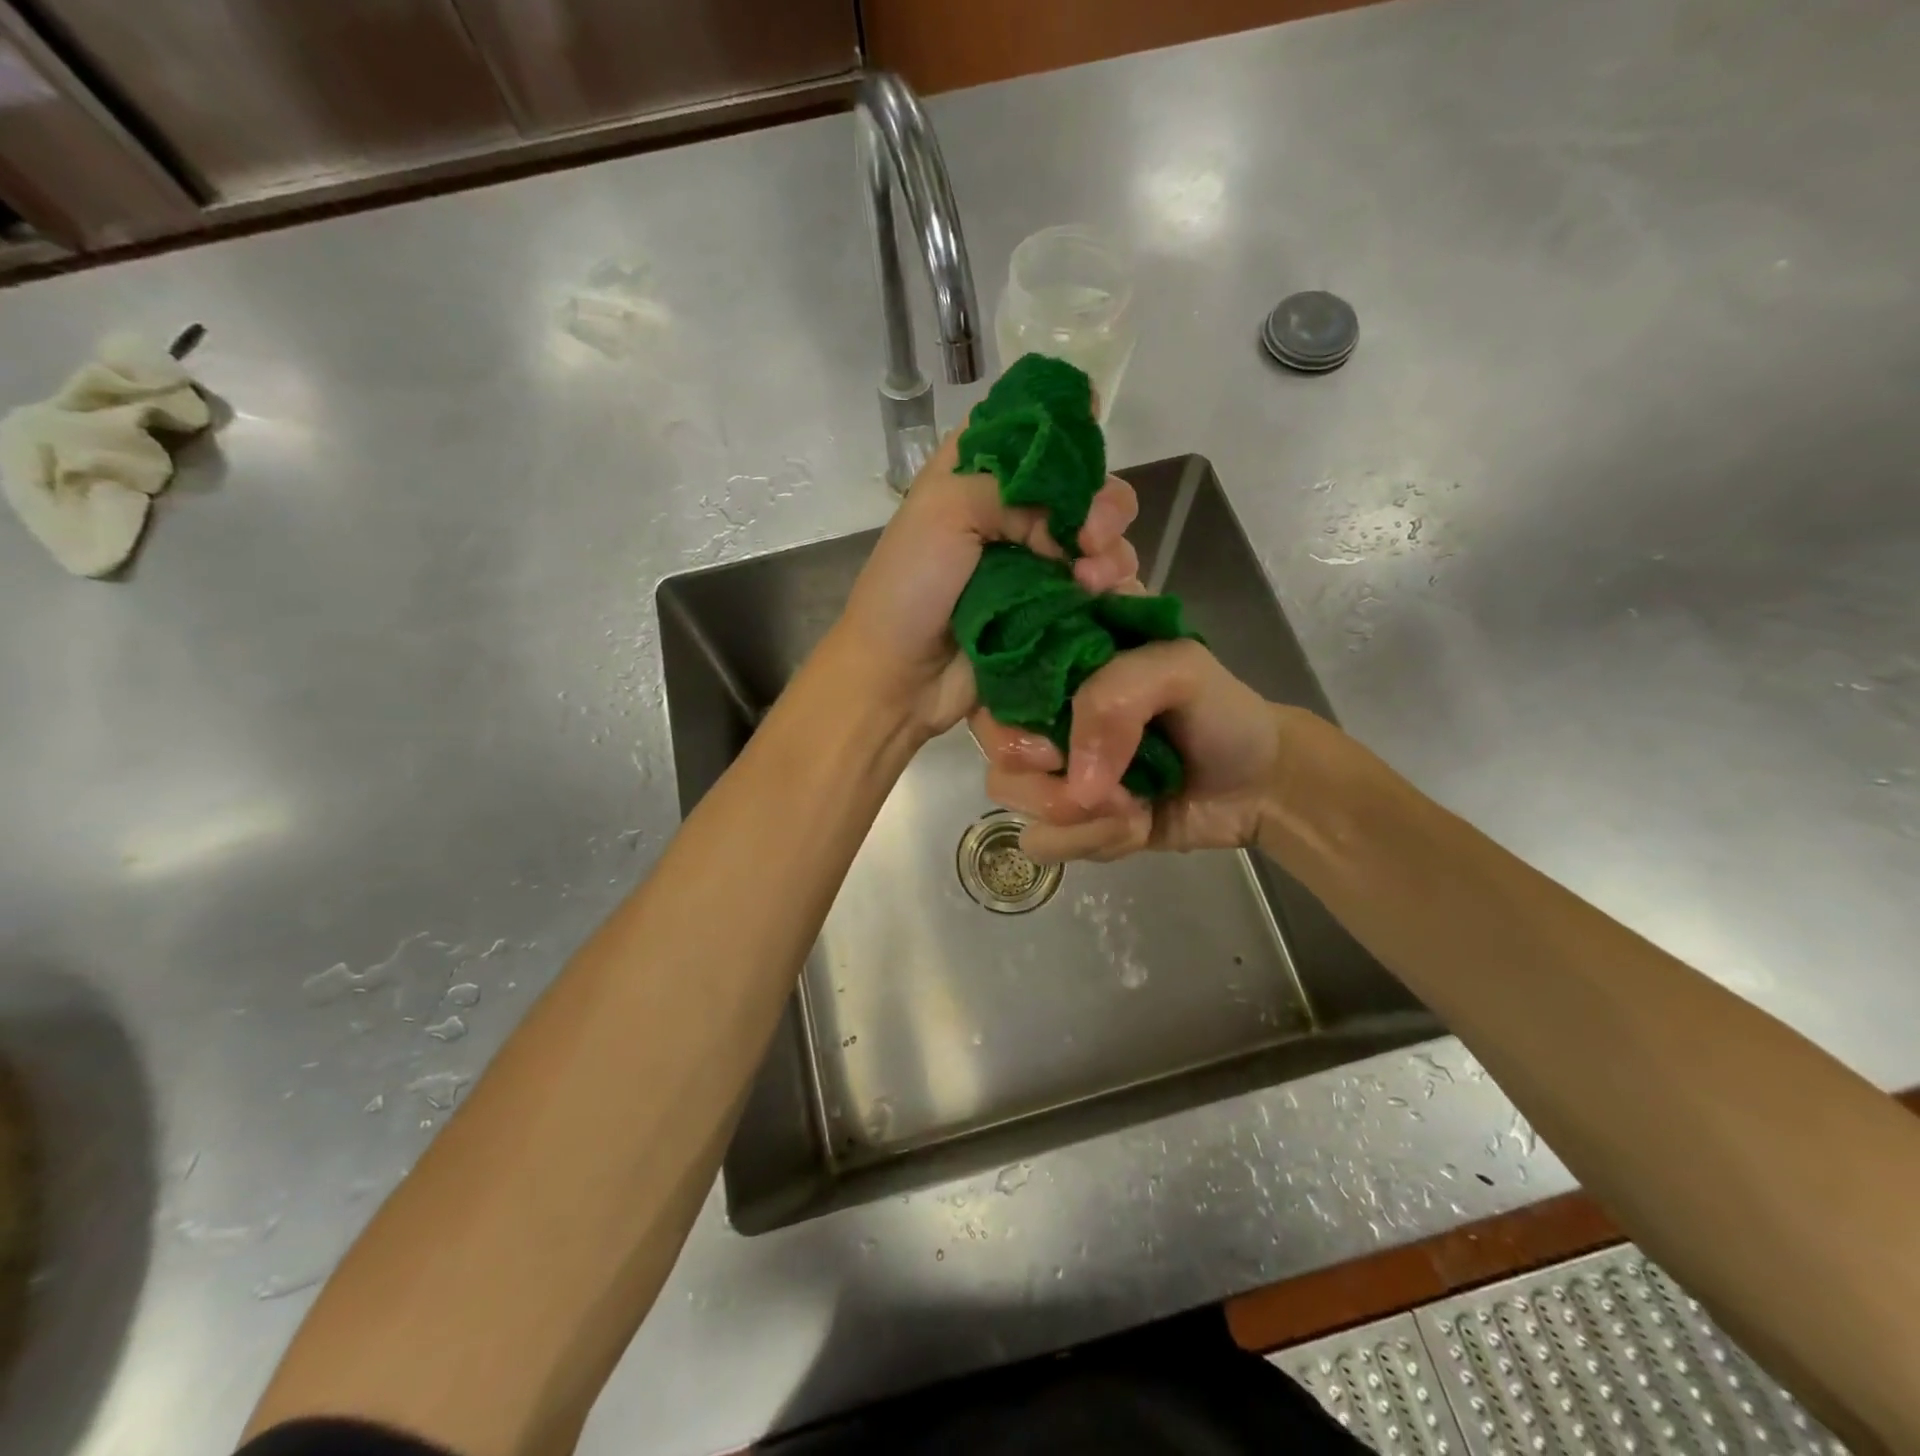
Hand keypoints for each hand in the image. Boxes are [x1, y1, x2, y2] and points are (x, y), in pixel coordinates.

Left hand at [833, 430, 1141, 733]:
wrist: (898, 678)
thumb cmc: (908, 588)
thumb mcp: (944, 509)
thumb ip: (1015, 489)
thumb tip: (1074, 521)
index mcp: (979, 474)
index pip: (1038, 431)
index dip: (1071, 433)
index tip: (1096, 439)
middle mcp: (1013, 513)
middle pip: (1084, 488)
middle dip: (1104, 505)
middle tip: (1093, 537)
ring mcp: (1036, 565)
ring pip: (1102, 541)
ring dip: (1111, 553)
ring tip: (1093, 581)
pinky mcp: (1052, 610)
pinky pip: (1101, 591)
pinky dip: (1114, 590)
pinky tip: (1106, 600)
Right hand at [971, 638, 1306, 861]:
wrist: (1260, 785)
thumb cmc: (1221, 712)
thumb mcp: (1181, 668)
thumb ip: (1115, 700)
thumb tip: (1075, 786)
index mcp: (1063, 653)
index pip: (995, 663)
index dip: (1009, 699)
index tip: (1055, 729)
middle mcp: (1046, 709)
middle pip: (992, 737)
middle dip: (1043, 771)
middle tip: (1099, 781)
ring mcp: (1054, 766)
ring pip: (1008, 792)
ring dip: (1075, 813)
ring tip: (1131, 807)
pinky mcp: (1069, 818)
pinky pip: (1040, 840)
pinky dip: (1088, 841)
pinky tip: (1132, 826)